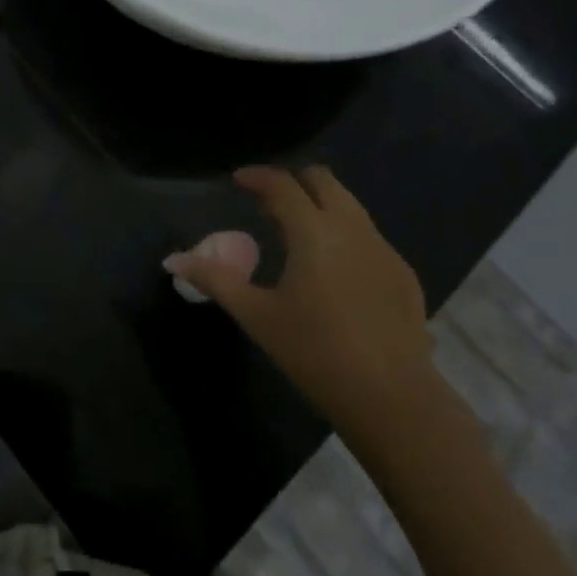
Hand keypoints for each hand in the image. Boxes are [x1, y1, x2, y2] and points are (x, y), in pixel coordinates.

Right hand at [164, 166, 434, 440]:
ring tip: (298, 236)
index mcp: (314, 232)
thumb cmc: (315, 353)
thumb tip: (173, 260)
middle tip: (269, 206)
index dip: (258, 176)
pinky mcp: (404, 274)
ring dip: (321, 207)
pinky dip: (345, 236)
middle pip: (323, 181)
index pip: (282, 184)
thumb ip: (214, 280)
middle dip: (294, 183)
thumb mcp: (257, 315)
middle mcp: (353, 228)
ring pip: (350, 206)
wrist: (393, 399)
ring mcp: (384, 249)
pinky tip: (334, 274)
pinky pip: (369, 237)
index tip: (238, 180)